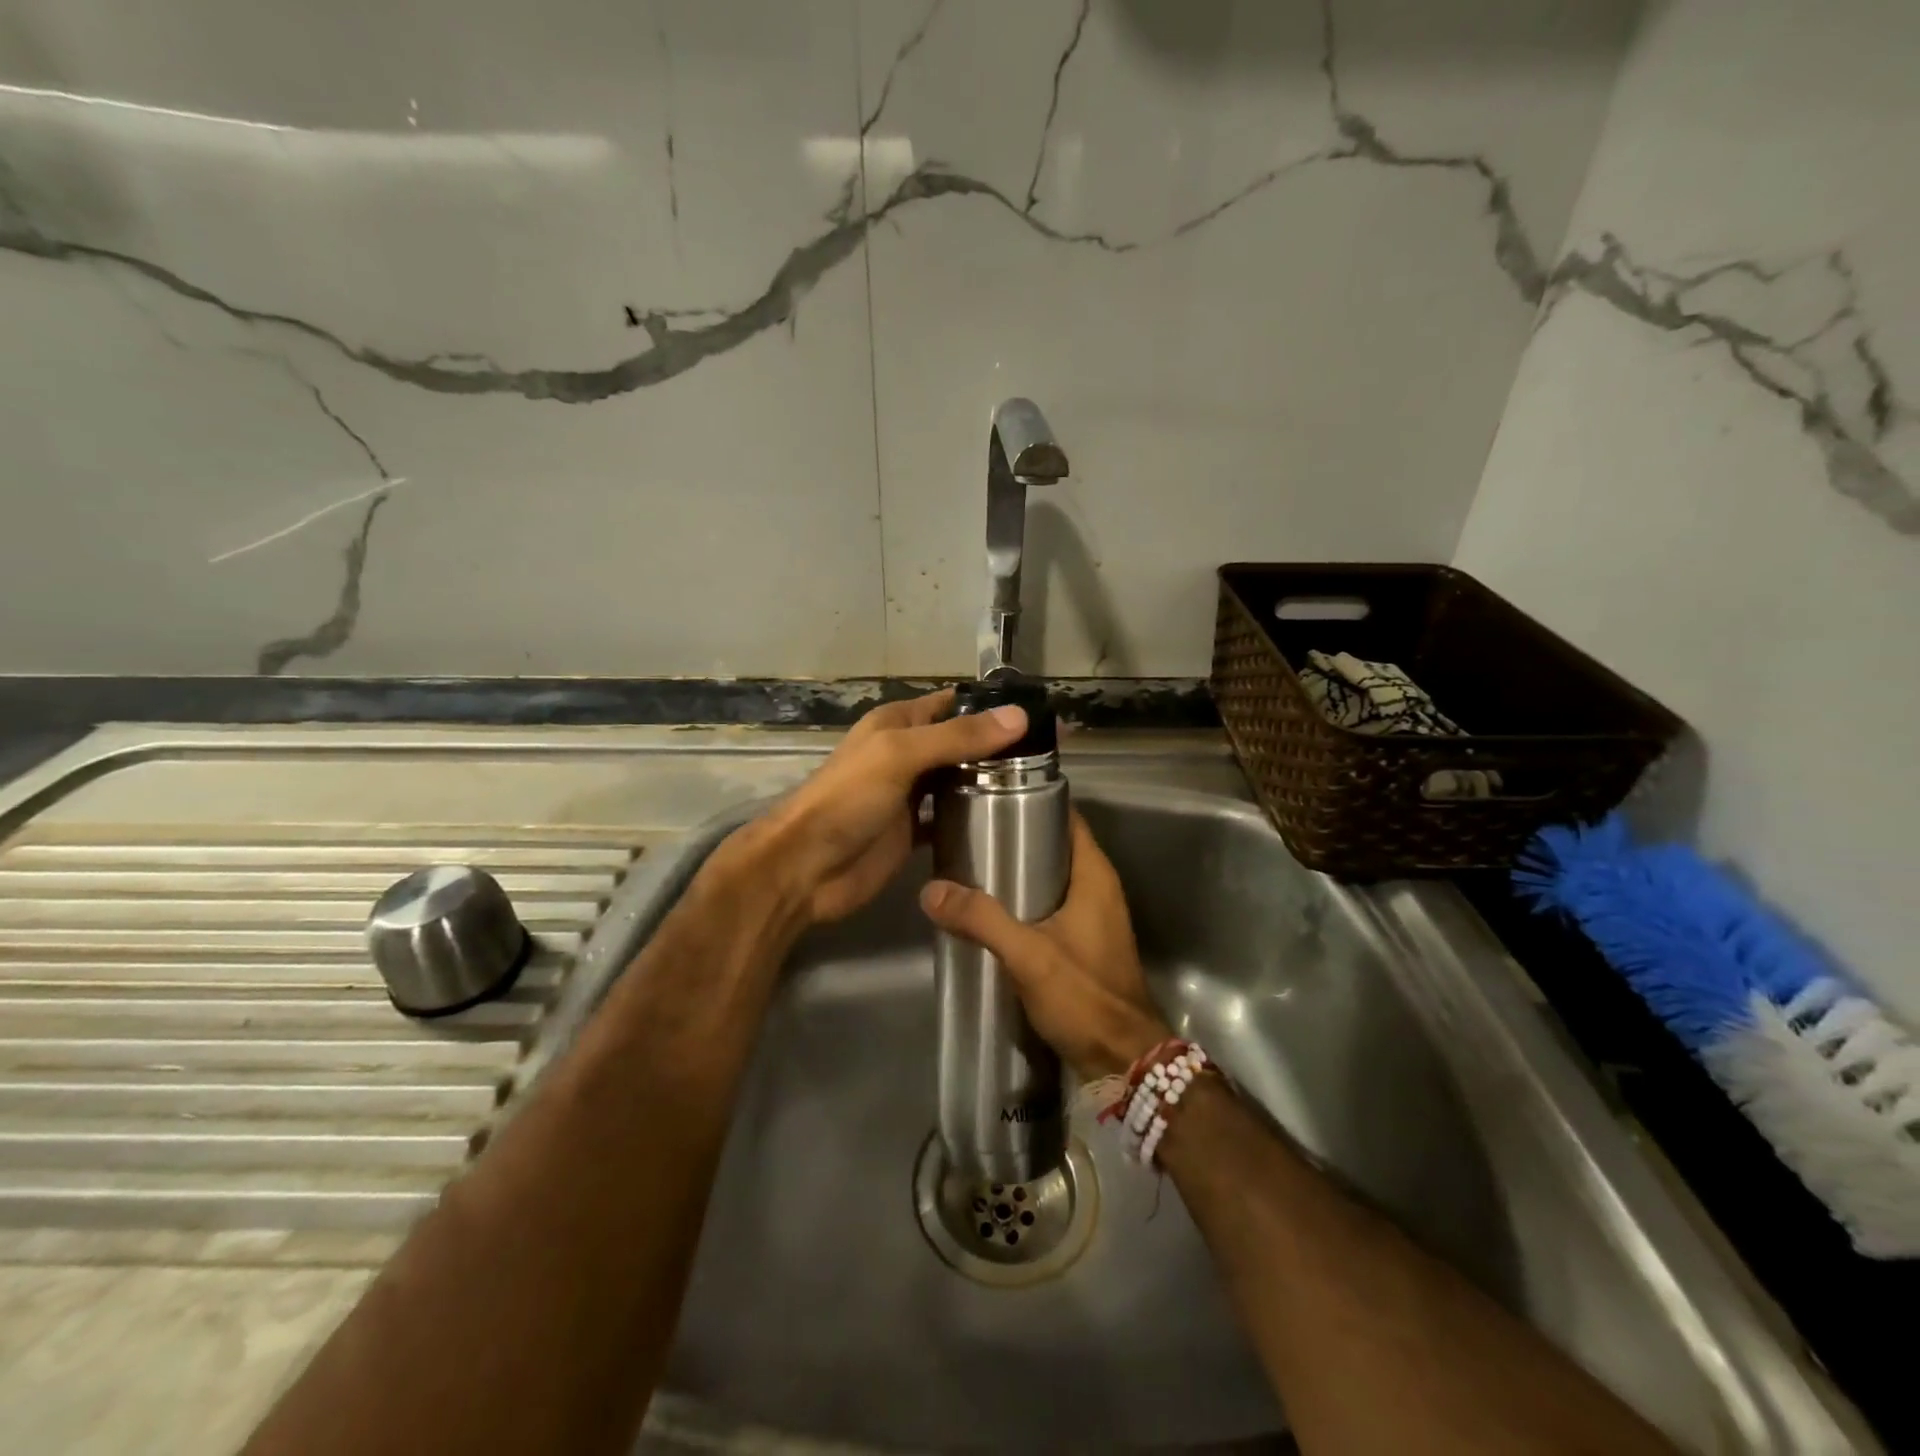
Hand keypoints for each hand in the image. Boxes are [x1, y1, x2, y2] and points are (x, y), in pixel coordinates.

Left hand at [748, 688, 1028, 924]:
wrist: (808, 867)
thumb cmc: (849, 799)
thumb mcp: (900, 755)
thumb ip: (957, 737)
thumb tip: (1019, 716)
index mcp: (898, 724)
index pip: (952, 705)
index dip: (990, 707)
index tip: (1040, 714)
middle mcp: (906, 754)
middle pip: (959, 744)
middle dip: (998, 748)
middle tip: (1051, 758)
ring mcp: (910, 795)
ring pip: (958, 781)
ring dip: (989, 783)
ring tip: (1042, 788)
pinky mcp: (913, 832)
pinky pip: (949, 819)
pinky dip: (972, 818)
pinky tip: (1005, 822)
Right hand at [918, 813, 1171, 1076]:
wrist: (1123, 1060)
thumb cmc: (1085, 996)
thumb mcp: (1029, 955)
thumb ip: (982, 920)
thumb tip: (931, 890)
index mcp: (1095, 875)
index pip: (1068, 818)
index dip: (1035, 801)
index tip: (993, 795)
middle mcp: (1098, 888)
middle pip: (1056, 846)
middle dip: (1017, 837)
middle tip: (970, 832)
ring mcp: (1093, 917)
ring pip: (1052, 878)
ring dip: (1019, 872)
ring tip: (973, 866)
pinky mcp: (1084, 943)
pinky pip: (1051, 906)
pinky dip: (1025, 901)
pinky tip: (991, 911)